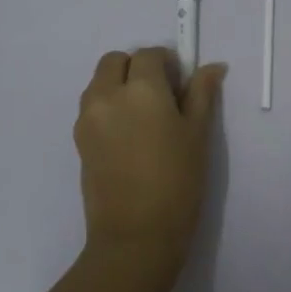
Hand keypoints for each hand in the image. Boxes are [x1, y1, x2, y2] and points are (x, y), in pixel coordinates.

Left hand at [74, 48, 226, 286]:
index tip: (180, 83)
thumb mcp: (198, 135)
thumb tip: (212, 67)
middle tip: (161, 95)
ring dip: (118, 84)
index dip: (167, 63)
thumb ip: (202, 94)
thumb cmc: (177, 182)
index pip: (149, 55)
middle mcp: (107, 94)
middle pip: (115, 61)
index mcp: (140, 88)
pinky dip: (107, 106)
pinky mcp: (78, 140)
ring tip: (143, 117)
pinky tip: (129, 136)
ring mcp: (87, 117)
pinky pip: (91, 107)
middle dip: (136, 67)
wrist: (136, 236)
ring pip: (99, 82)